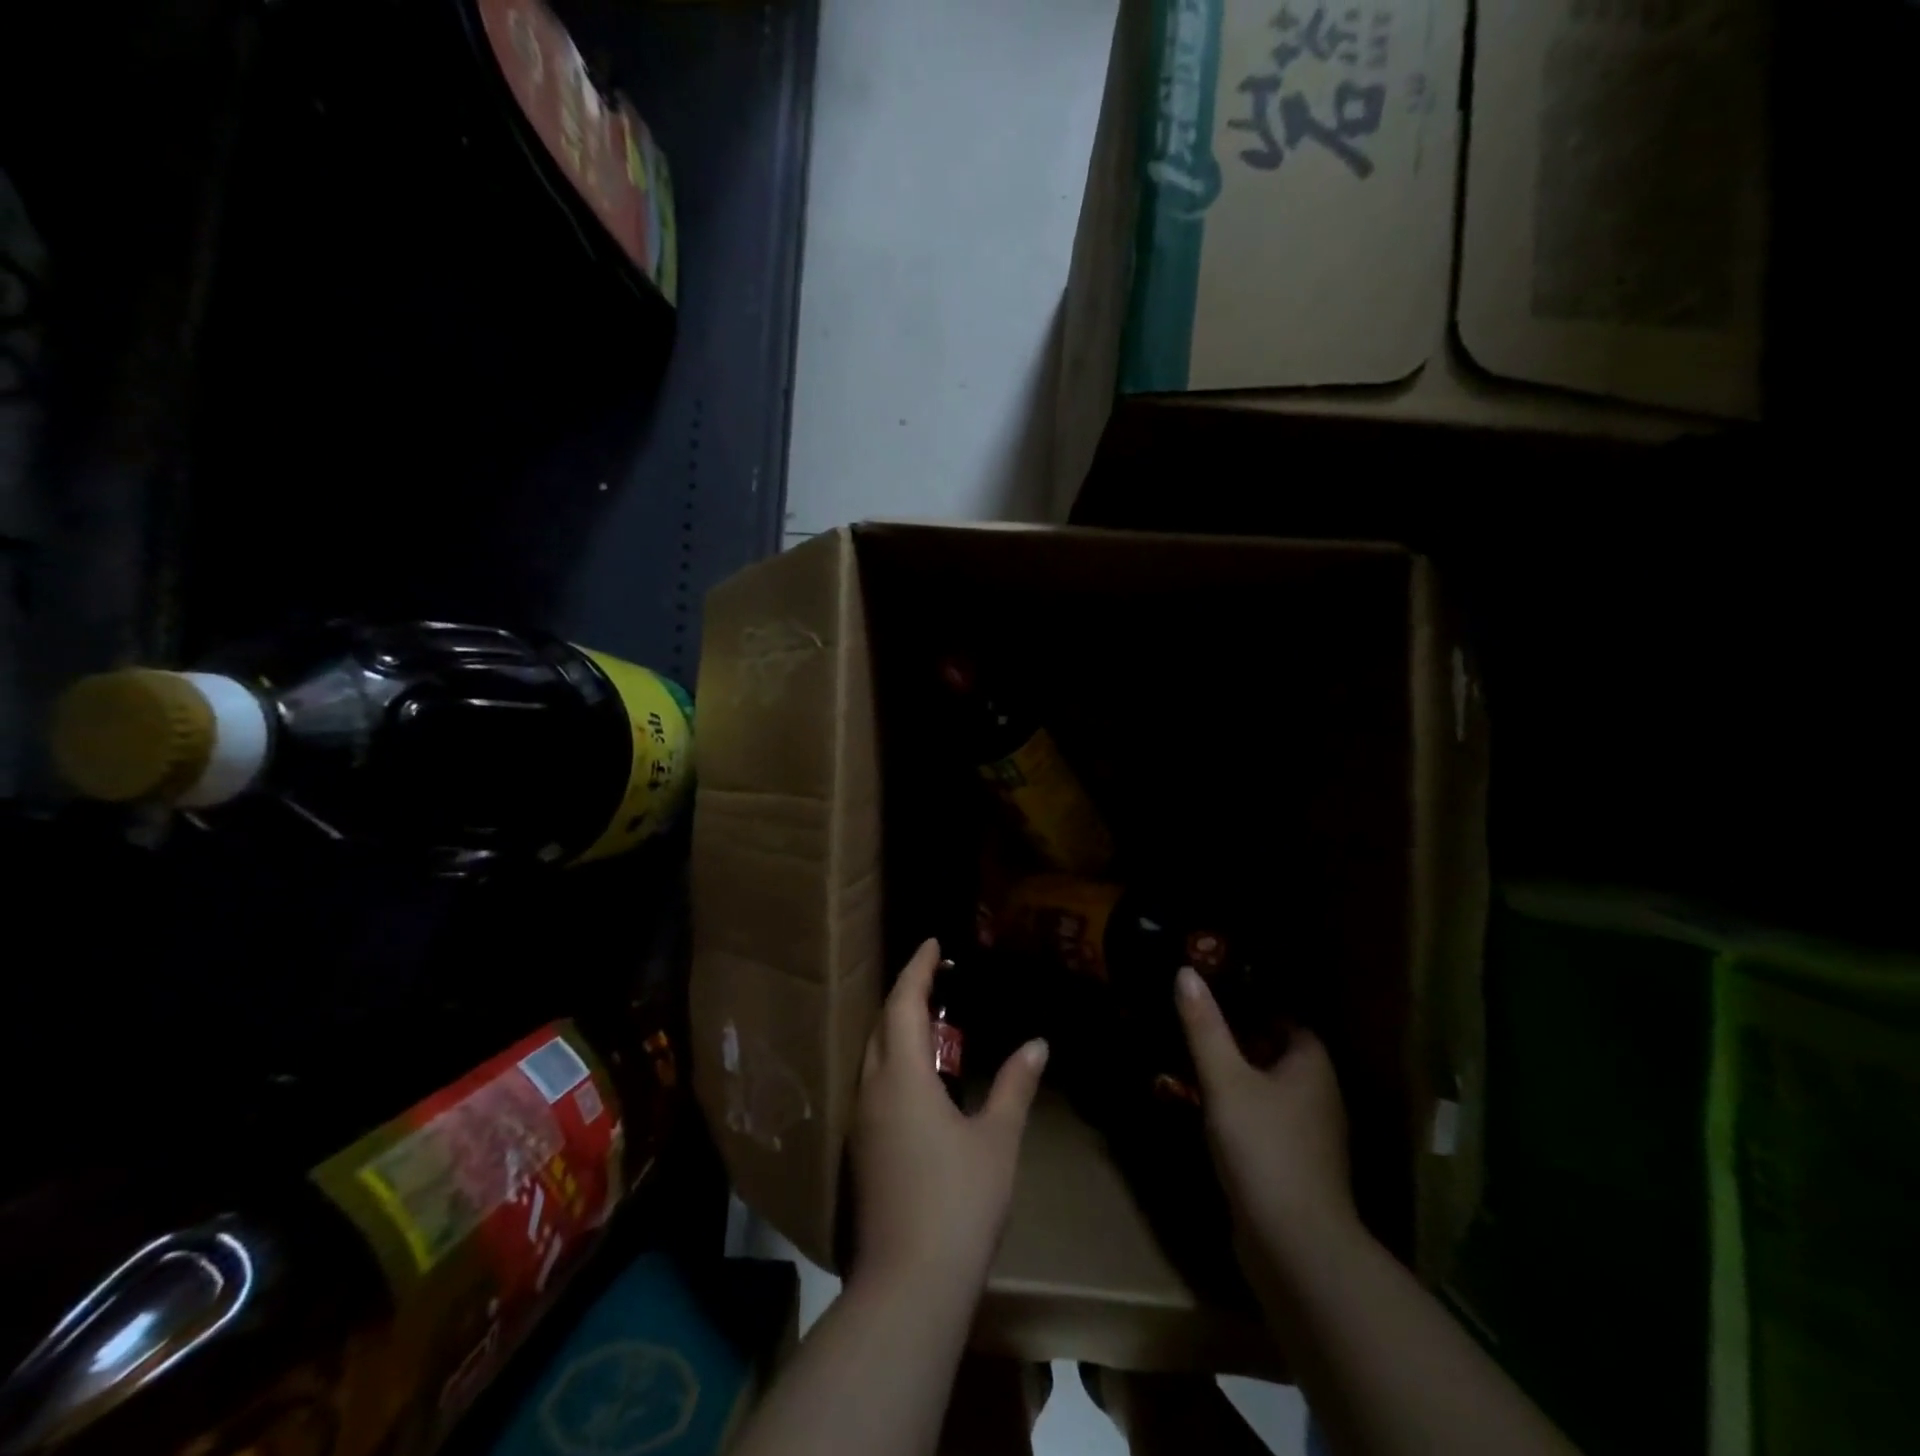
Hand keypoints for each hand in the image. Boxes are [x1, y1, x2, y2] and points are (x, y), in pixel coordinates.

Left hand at [849, 939, 1047, 1295]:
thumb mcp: (997, 1140)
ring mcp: (862, 1122)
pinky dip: (895, 1059)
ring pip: (874, 1054)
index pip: (903, 1003)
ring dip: (898, 1027)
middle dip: (906, 993)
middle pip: (883, 1024)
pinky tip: (920, 1075)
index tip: (932, 943)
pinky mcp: (862, 1150)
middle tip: (937, 976)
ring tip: (931, 1016)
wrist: (908, 1286)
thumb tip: (1037, 1044)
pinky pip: (874, 1082)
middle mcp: (872, 1089)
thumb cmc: (959, 1202)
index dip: (917, 968)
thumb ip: (1014, 1086)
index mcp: (902, 1075)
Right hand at [1174, 965, 1356, 1267]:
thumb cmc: (1264, 1147)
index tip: (1215, 997)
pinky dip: (1243, 1113)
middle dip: (1242, 1041)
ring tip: (1195, 1065)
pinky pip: (1267, 1124)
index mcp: (1312, 1067)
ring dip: (1240, 1079)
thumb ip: (1205, 1027)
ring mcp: (1311, 1137)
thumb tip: (1186, 971)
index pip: (1288, 1021)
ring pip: (1272, 1092)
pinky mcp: (1296, 1168)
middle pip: (1278, 1055)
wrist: (1295, 1246)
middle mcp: (1320, 1097)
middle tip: (1197, 1027)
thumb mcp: (1225, 1079)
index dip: (1255, 1006)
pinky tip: (1210, 1114)